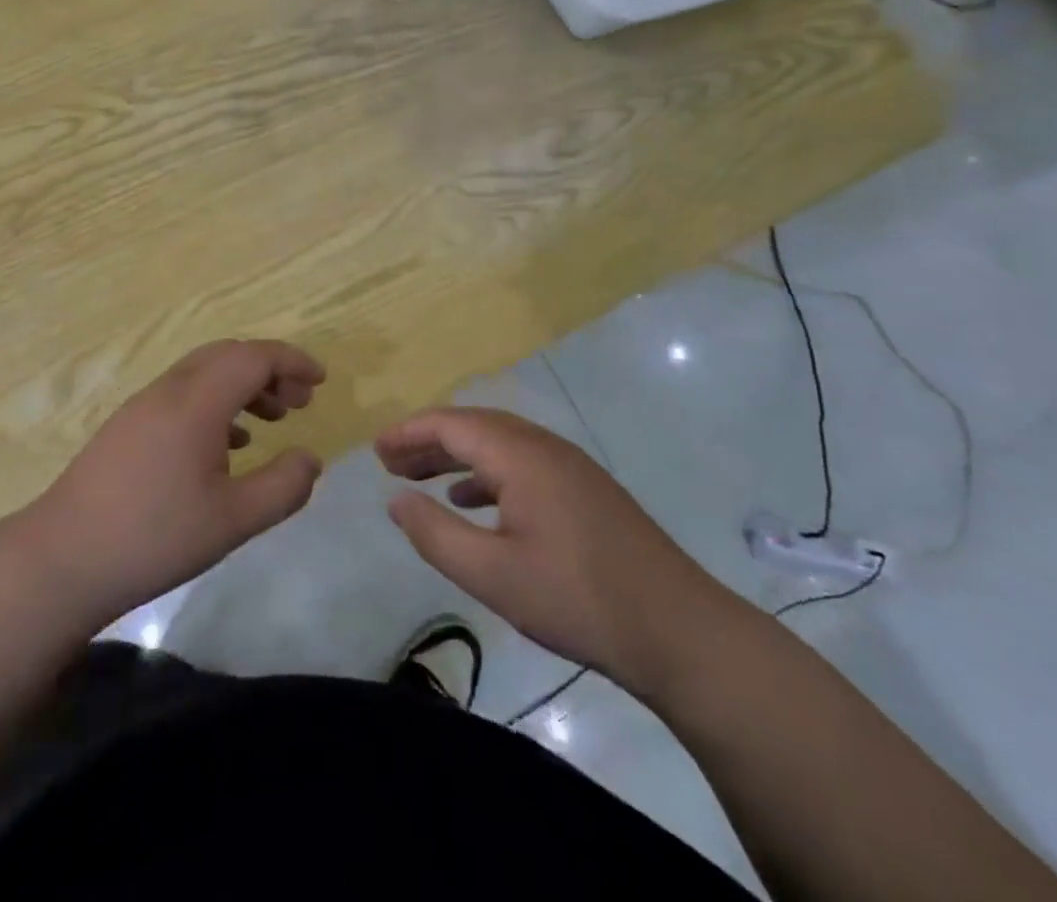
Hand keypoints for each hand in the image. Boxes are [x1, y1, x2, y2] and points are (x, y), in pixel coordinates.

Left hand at [19, 340, 325, 625]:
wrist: (63, 558)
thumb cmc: (154, 537)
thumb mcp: (232, 520)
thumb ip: (282, 487)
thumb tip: (311, 459)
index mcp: (197, 402)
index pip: (253, 357)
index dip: (292, 361)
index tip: (320, 381)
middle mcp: (169, 390)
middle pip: (227, 355)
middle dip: (269, 369)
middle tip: (300, 400)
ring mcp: (143, 406)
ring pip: (203, 374)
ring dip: (241, 385)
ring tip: (271, 419)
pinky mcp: (127, 426)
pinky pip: (182, 395)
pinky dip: (215, 403)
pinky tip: (226, 443)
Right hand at [376, 407, 733, 699]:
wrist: (681, 632)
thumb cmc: (578, 599)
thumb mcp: (493, 575)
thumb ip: (436, 534)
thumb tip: (396, 500)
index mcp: (521, 455)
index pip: (451, 424)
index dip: (408, 432)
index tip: (375, 451)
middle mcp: (544, 447)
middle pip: (474, 426)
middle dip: (428, 440)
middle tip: (389, 464)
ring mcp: (570, 467)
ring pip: (498, 443)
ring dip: (455, 455)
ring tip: (419, 478)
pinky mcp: (585, 490)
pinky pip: (521, 463)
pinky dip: (486, 473)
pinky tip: (472, 501)